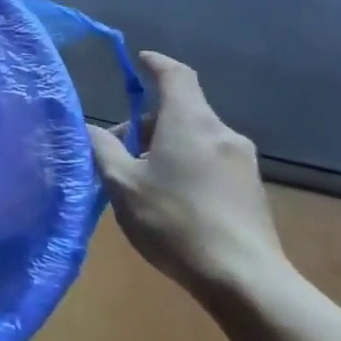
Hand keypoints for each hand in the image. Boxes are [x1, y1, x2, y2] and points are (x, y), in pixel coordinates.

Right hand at [88, 52, 288, 298]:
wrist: (244, 279)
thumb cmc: (174, 221)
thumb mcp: (122, 184)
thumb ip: (102, 148)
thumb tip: (89, 128)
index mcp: (190, 122)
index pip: (175, 75)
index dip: (156, 64)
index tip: (139, 61)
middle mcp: (221, 132)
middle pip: (180, 110)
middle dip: (147, 123)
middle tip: (118, 152)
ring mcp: (242, 161)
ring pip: (195, 137)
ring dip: (165, 146)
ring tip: (141, 182)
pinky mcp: (251, 188)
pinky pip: (210, 160)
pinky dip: (186, 165)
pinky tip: (171, 201)